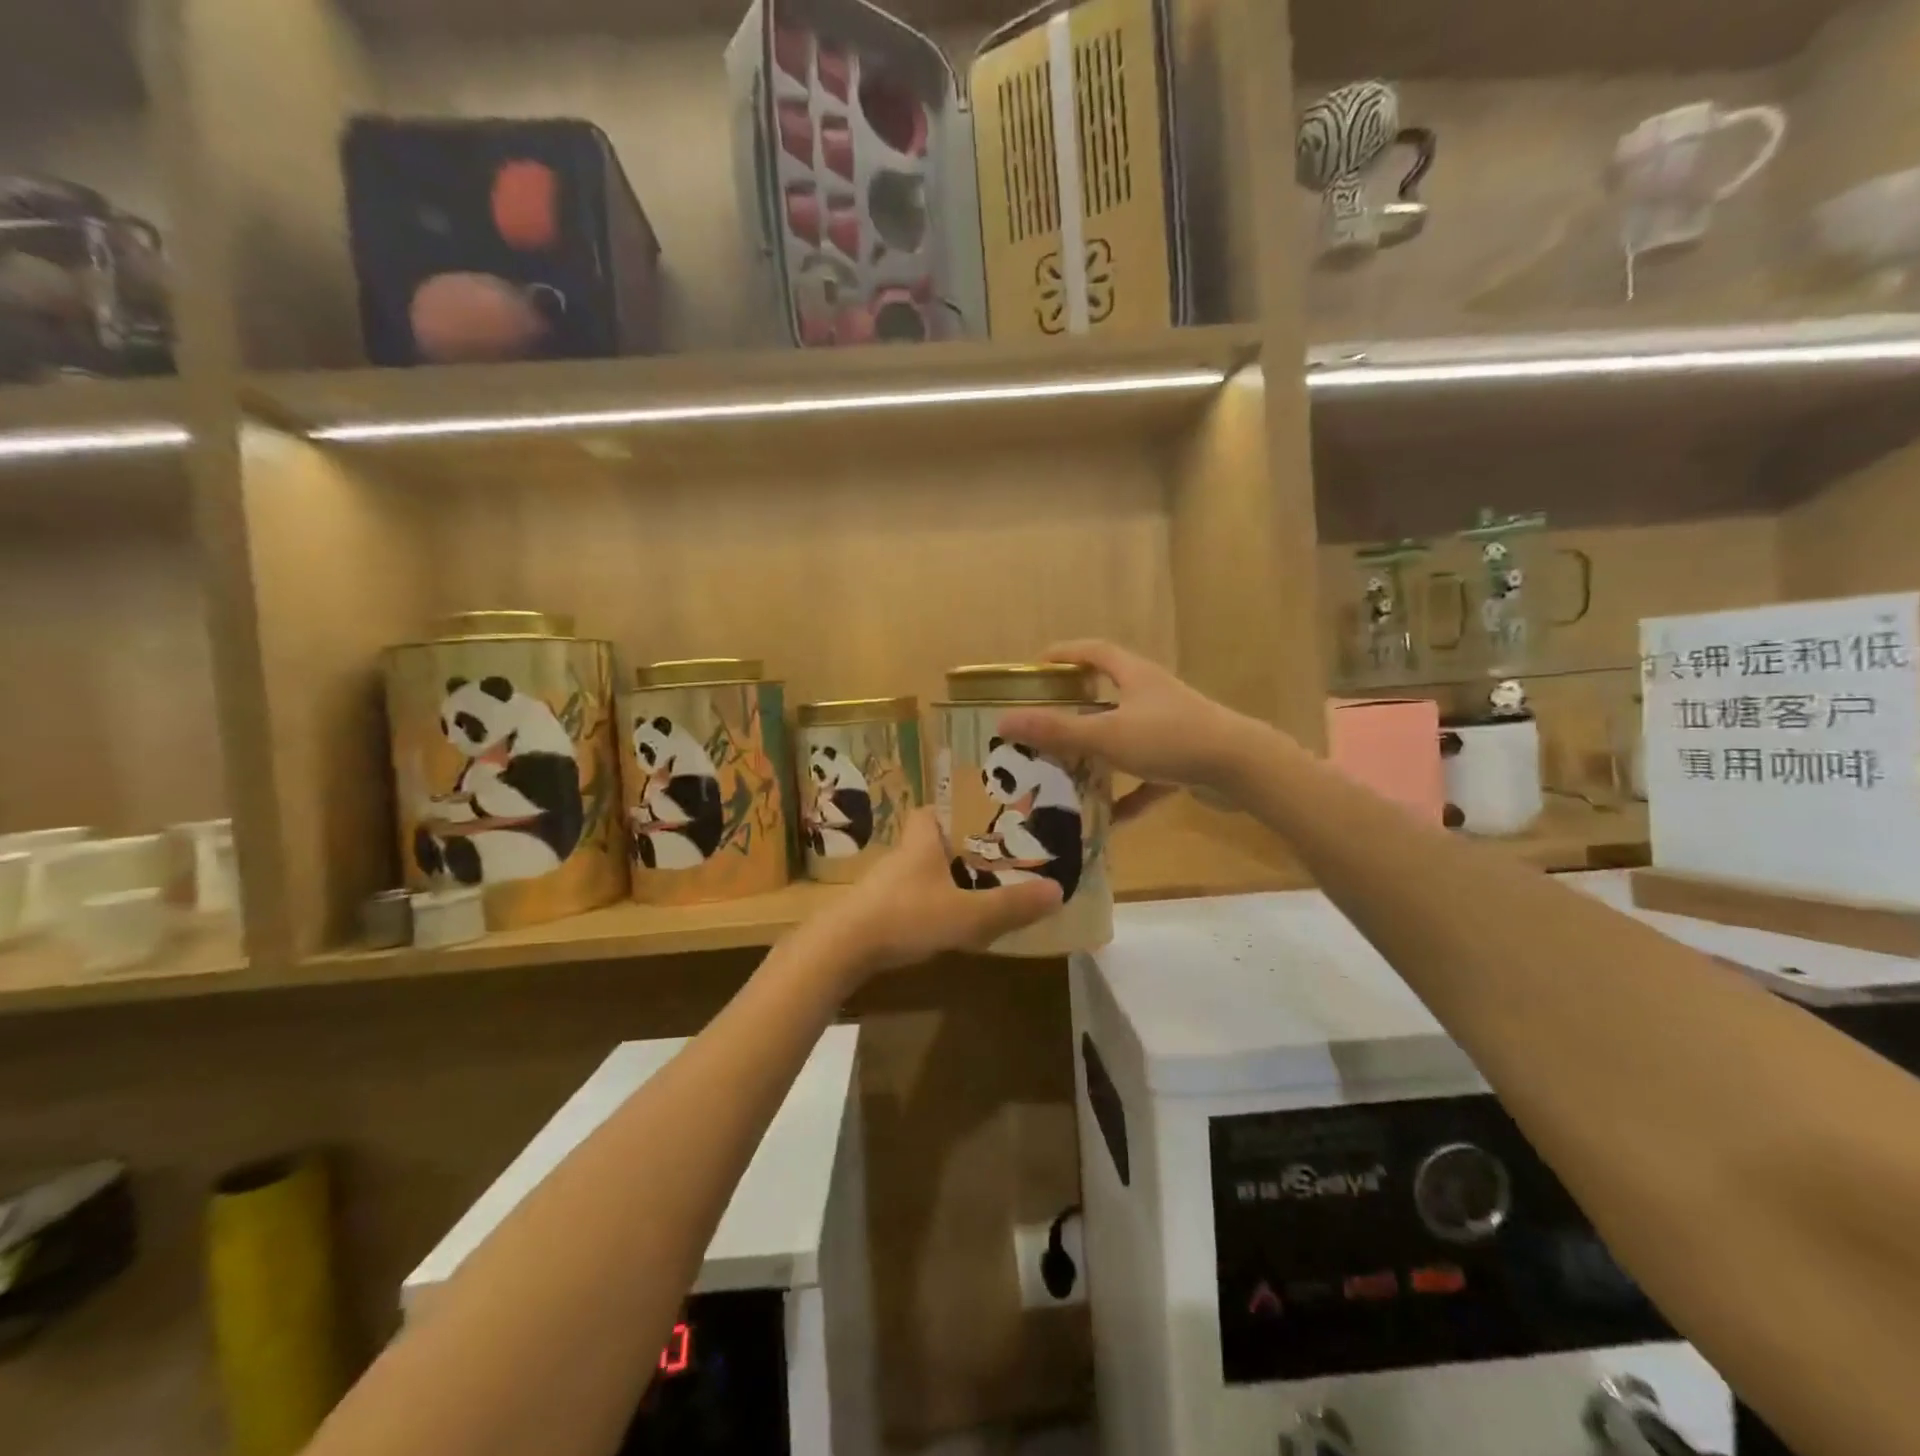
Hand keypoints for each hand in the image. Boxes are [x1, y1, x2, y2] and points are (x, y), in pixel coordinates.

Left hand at [817, 810, 1061, 980]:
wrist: (841, 949)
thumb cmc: (905, 916)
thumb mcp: (966, 914)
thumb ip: (1010, 905)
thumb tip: (1058, 891)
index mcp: (921, 840)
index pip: (933, 808)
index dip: (956, 809)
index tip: (984, 818)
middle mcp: (902, 854)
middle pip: (931, 838)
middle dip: (958, 846)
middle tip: (993, 858)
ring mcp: (885, 883)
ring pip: (921, 869)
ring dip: (944, 876)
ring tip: (978, 890)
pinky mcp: (876, 909)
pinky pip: (910, 895)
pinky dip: (929, 901)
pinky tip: (946, 921)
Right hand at [996, 640, 1272, 799]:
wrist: (1243, 768)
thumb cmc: (1171, 738)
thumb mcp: (1107, 735)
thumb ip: (1057, 730)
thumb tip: (1004, 721)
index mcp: (1133, 676)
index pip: (1093, 652)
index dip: (1063, 654)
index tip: (1035, 667)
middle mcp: (1152, 696)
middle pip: (1106, 695)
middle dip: (1074, 710)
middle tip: (1042, 726)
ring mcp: (1170, 728)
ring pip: (1124, 738)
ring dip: (1098, 756)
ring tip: (1066, 773)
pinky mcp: (1185, 760)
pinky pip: (1147, 777)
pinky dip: (1128, 795)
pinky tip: (1110, 820)